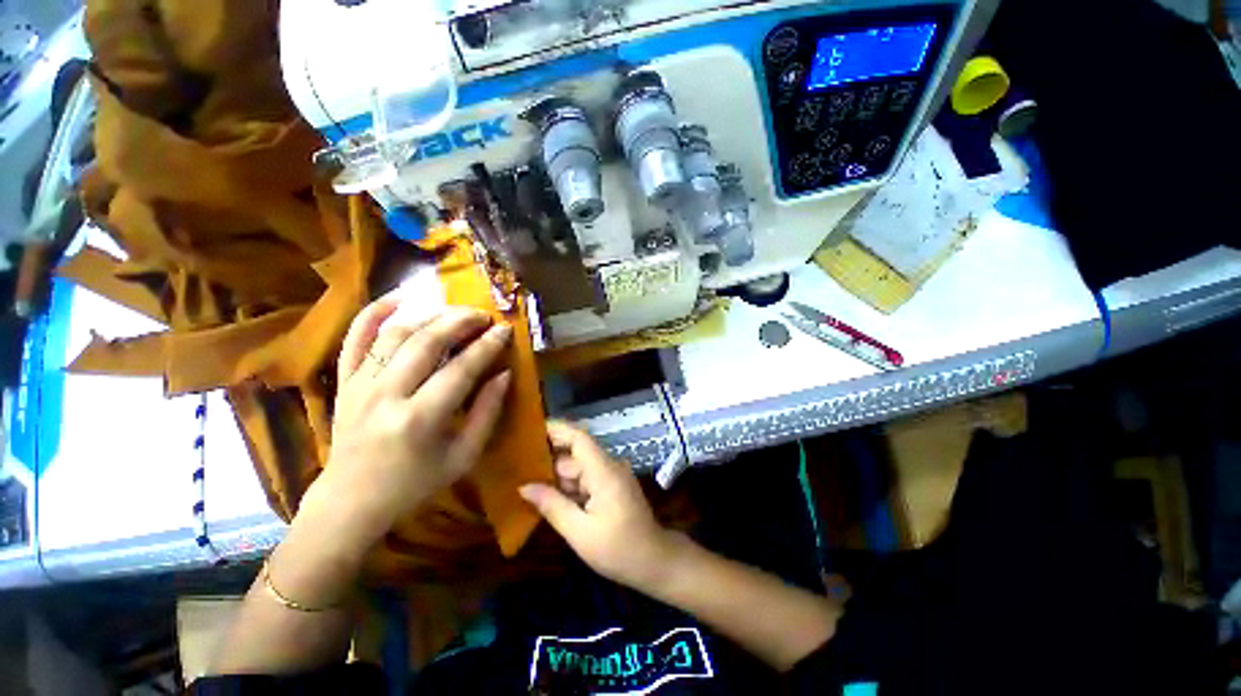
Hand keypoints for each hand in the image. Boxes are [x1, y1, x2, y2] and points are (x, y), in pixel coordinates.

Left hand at [301, 298, 513, 547]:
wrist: (351, 499)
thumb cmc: (415, 483)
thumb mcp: (464, 456)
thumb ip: (487, 412)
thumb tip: (504, 374)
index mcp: (420, 420)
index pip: (461, 369)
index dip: (487, 346)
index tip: (505, 330)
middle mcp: (386, 395)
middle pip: (427, 342)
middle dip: (461, 321)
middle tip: (484, 315)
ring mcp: (359, 384)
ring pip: (396, 334)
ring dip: (430, 315)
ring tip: (455, 312)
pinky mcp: (344, 381)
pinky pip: (355, 337)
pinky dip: (374, 312)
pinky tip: (398, 297)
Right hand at [520, 422, 676, 591]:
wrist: (654, 561)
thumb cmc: (618, 549)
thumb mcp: (580, 532)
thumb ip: (552, 506)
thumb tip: (524, 487)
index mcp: (604, 471)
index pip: (579, 438)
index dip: (557, 430)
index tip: (531, 429)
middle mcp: (609, 466)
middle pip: (576, 453)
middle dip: (549, 457)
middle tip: (516, 463)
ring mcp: (612, 475)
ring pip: (579, 467)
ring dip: (556, 474)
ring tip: (525, 478)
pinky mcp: (612, 486)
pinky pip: (586, 478)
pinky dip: (568, 485)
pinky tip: (548, 495)